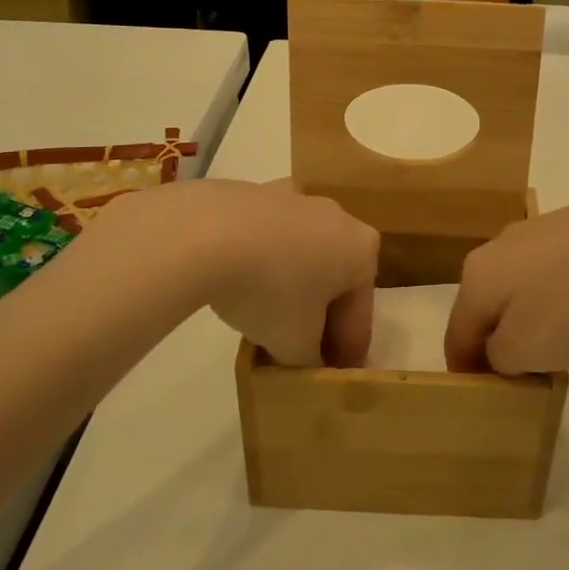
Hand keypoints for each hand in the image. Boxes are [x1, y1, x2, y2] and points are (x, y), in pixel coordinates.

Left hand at [105, 180, 378, 366]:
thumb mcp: (295, 344)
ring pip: (302, 255)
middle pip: (333, 280)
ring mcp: (297, 199)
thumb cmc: (268, 290)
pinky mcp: (258, 191)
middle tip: (299, 352)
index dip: (345, 354)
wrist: (206, 232)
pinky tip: (239, 284)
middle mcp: (339, 216)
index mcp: (362, 250)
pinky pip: (270, 237)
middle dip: (319, 316)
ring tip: (264, 320)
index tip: (332, 378)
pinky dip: (263, 261)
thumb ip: (309, 361)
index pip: (359, 316)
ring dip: (291, 287)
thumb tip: (305, 362)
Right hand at [444, 183, 568, 374]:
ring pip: (521, 288)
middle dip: (501, 345)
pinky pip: (554, 273)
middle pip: (487, 308)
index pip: (456, 336)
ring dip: (532, 321)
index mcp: (477, 276)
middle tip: (531, 377)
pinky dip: (562, 298)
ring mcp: (538, 231)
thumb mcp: (528, 349)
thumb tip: (501, 348)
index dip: (468, 375)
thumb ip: (499, 357)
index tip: (491, 402)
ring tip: (567, 346)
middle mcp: (499, 246)